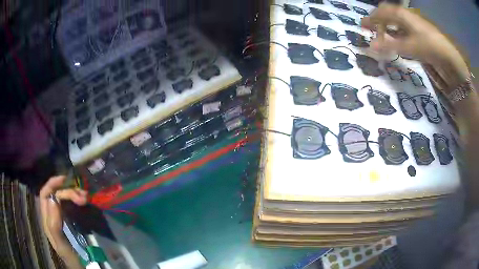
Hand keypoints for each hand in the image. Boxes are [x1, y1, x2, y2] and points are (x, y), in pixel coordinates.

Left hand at [40, 175, 87, 268]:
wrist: (85, 268)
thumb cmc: (73, 258)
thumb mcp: (62, 246)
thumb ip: (54, 226)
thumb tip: (53, 199)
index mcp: (47, 220)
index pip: (45, 195)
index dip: (52, 184)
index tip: (64, 180)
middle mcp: (53, 214)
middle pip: (56, 194)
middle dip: (68, 191)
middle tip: (83, 197)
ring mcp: (63, 216)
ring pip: (65, 198)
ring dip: (74, 194)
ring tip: (86, 198)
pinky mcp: (73, 219)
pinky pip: (73, 204)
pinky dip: (78, 199)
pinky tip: (86, 200)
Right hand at [361, 3, 468, 89]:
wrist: (448, 55)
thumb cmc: (428, 46)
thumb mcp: (409, 47)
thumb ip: (390, 46)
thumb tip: (370, 47)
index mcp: (401, 14)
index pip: (381, 12)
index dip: (371, 19)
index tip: (363, 27)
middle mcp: (405, 15)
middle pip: (387, 12)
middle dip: (378, 19)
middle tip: (373, 29)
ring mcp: (413, 21)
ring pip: (396, 19)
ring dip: (387, 25)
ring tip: (384, 35)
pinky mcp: (419, 30)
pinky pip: (404, 26)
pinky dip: (397, 30)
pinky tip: (398, 38)